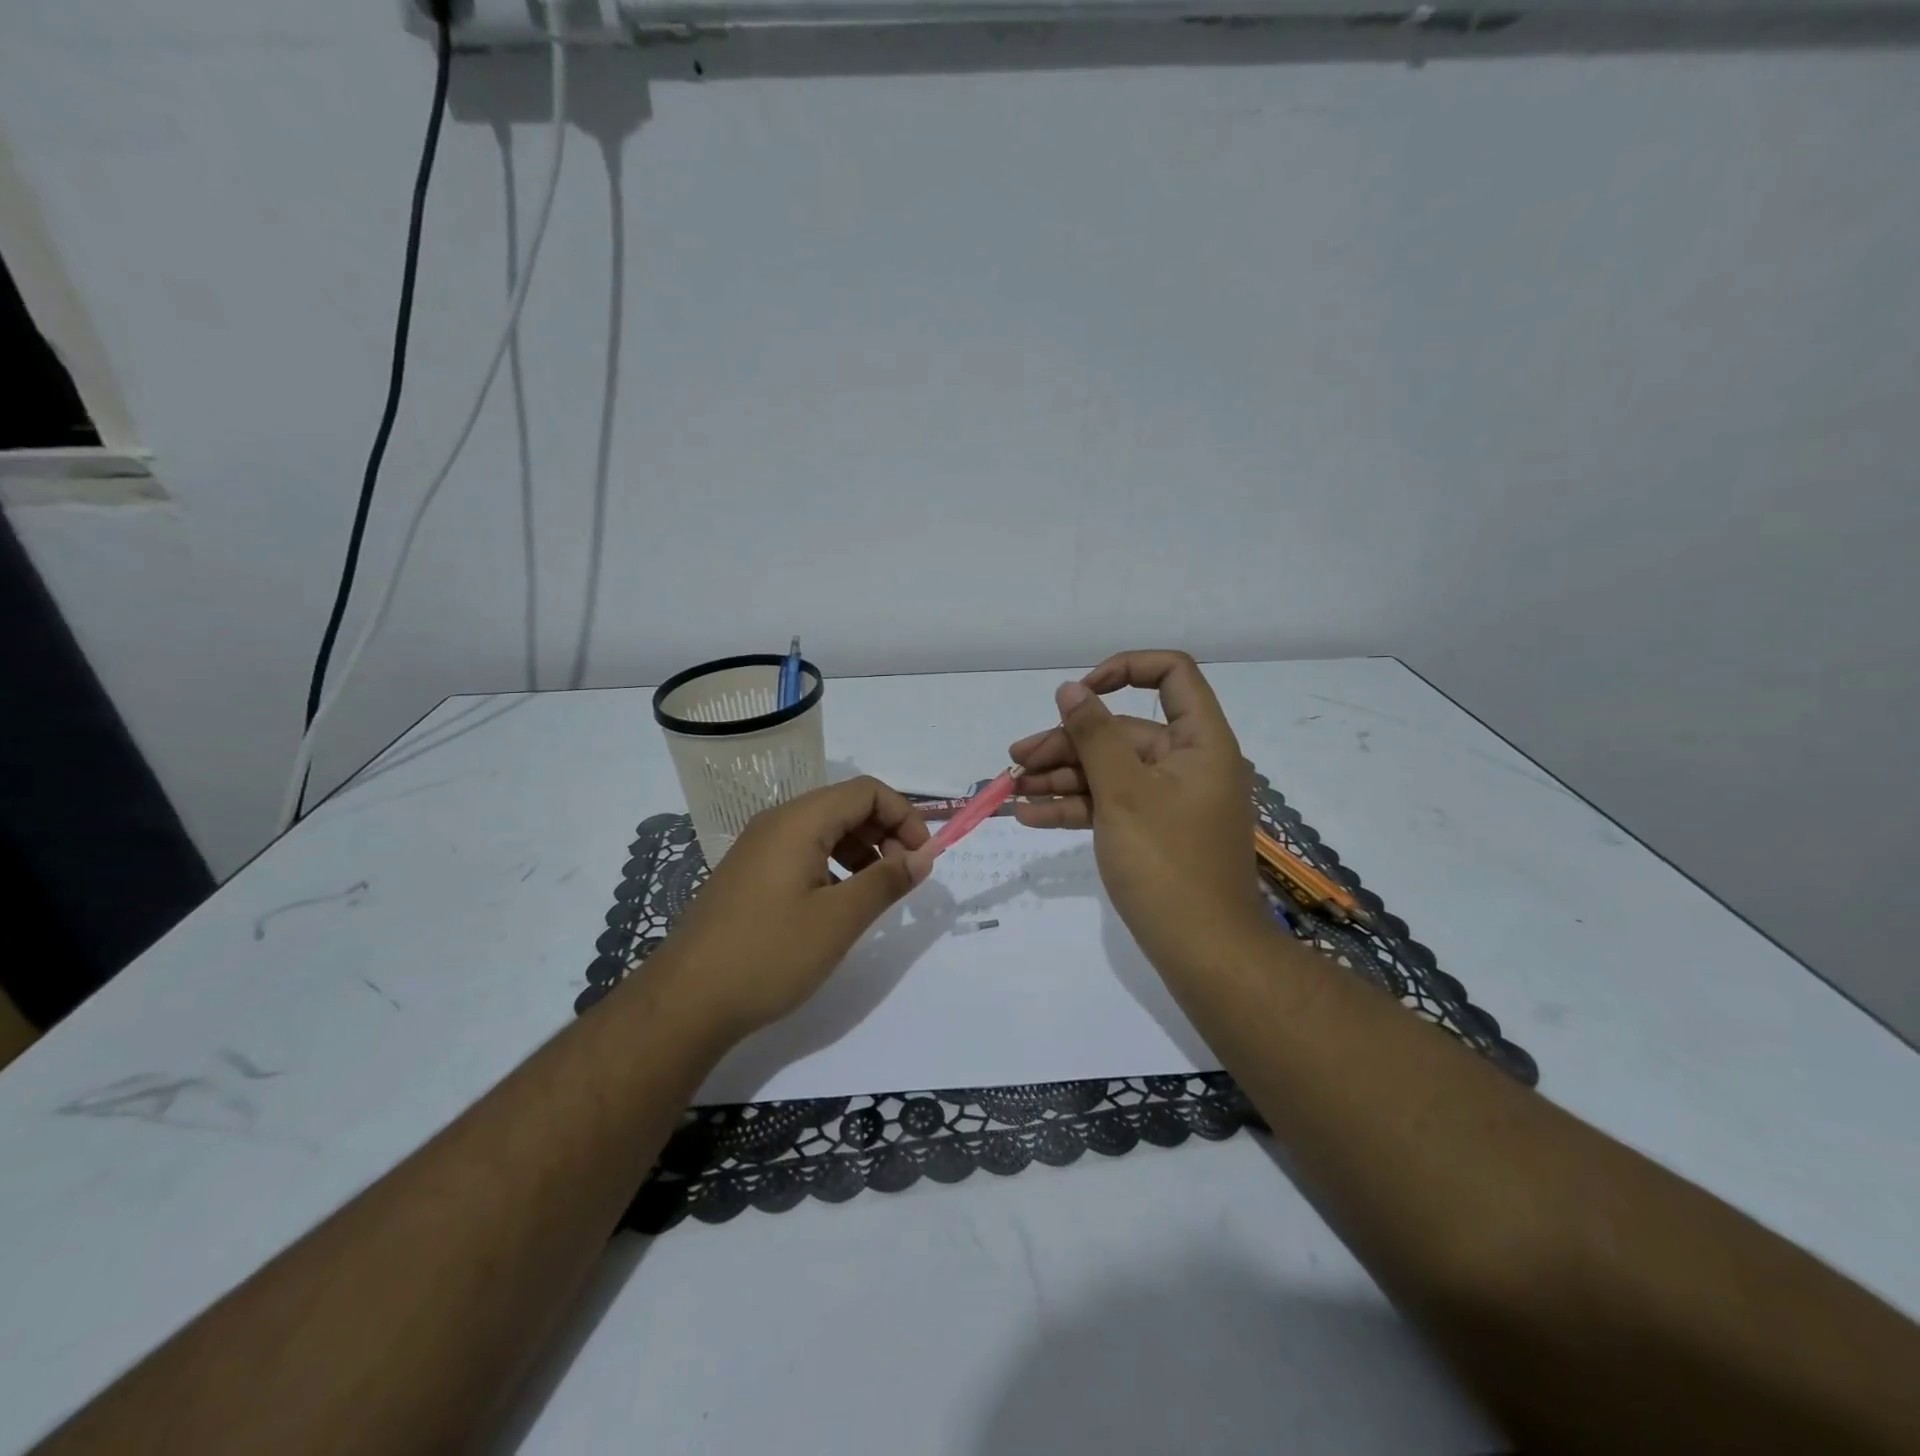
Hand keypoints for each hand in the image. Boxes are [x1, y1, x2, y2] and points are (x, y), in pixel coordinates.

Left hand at [643, 777, 930, 1039]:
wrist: (685, 1001)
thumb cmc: (769, 954)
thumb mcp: (839, 920)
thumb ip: (886, 881)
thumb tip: (923, 856)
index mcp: (799, 821)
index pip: (867, 791)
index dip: (904, 817)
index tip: (922, 858)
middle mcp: (777, 822)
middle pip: (846, 805)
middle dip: (885, 833)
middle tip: (903, 877)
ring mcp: (759, 847)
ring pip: (825, 829)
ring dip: (861, 850)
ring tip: (875, 892)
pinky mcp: (750, 873)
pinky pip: (803, 852)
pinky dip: (834, 865)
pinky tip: (838, 904)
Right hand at [1009, 651, 1269, 969]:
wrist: (1205, 953)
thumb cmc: (1167, 863)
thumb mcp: (1123, 792)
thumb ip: (1094, 735)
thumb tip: (1070, 689)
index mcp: (1200, 742)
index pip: (1172, 674)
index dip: (1124, 670)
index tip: (1079, 694)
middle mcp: (1188, 763)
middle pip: (1123, 731)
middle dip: (1068, 742)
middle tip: (1017, 759)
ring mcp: (1170, 801)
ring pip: (1111, 771)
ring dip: (1062, 777)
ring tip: (1013, 789)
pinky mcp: (1154, 832)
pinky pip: (1112, 805)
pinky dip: (1076, 807)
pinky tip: (1031, 816)